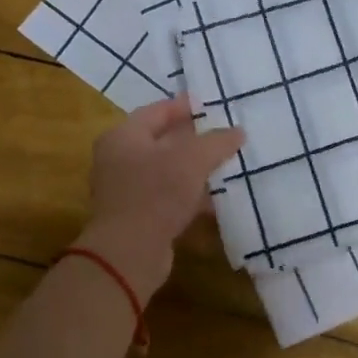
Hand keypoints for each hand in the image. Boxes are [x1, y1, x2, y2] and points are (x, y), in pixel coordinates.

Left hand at [75, 95, 244, 297]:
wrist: (129, 252)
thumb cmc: (156, 194)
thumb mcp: (192, 160)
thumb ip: (216, 142)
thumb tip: (238, 132)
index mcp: (123, 136)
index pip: (156, 111)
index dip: (184, 106)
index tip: (209, 104)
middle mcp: (119, 159)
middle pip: (161, 141)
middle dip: (193, 139)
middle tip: (223, 135)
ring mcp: (127, 190)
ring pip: (167, 172)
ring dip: (194, 170)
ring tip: (225, 166)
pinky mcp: (138, 216)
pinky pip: (168, 198)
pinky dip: (190, 196)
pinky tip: (215, 201)